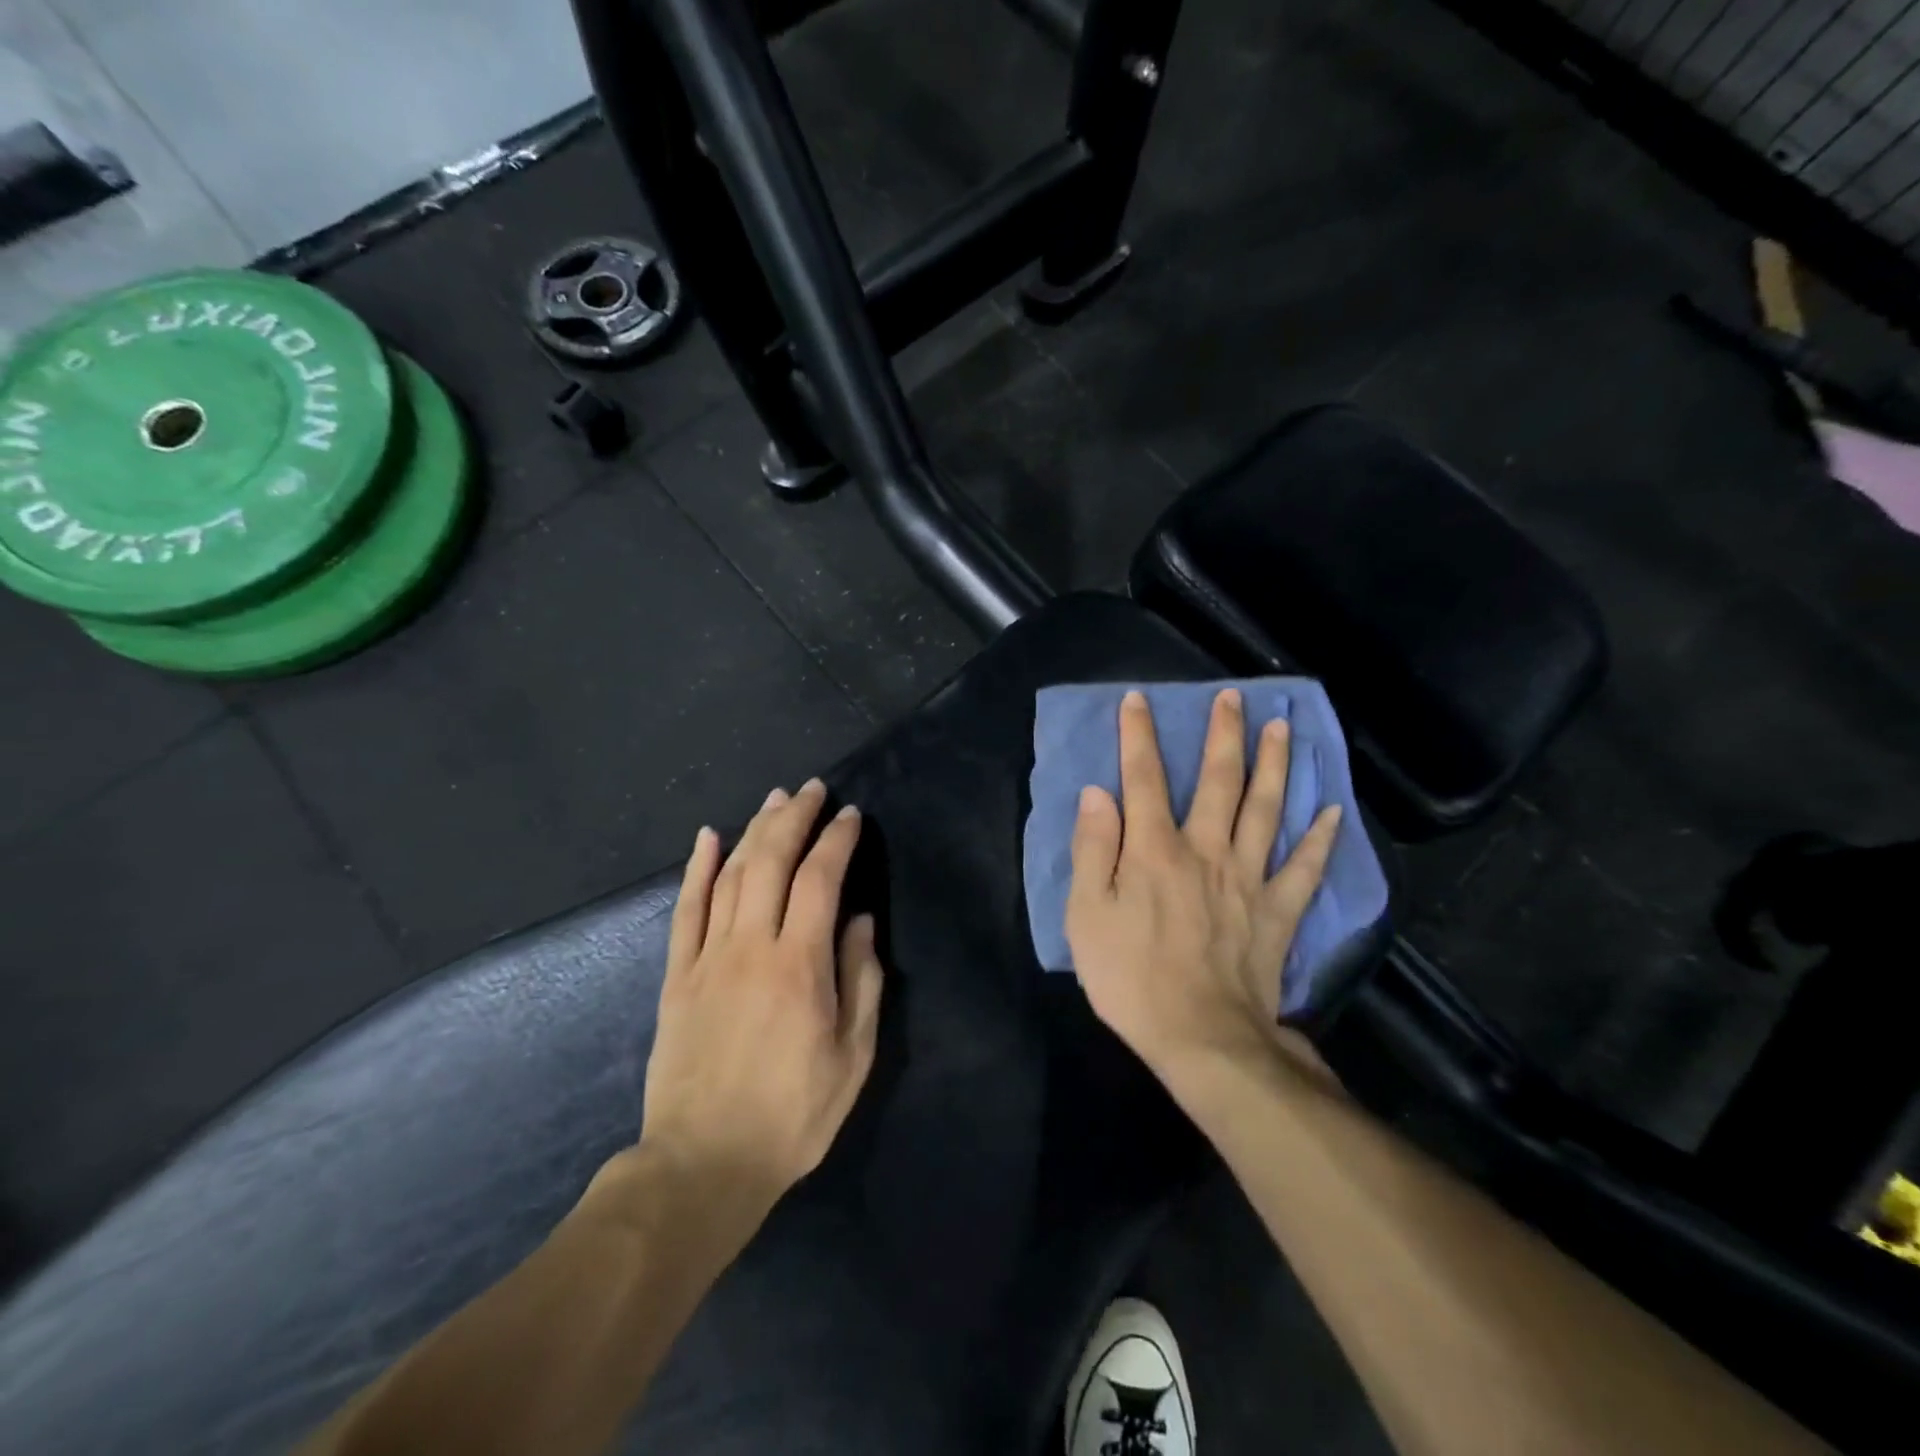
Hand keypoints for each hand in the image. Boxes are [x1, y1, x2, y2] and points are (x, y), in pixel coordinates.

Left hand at [638, 779, 883, 1226]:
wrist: (703, 1164)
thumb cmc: (792, 1115)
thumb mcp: (852, 1057)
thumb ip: (861, 981)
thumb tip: (859, 920)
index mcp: (799, 966)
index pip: (820, 880)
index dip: (837, 840)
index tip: (851, 816)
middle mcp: (751, 947)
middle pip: (771, 861)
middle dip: (794, 817)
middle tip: (812, 789)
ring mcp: (707, 957)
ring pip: (730, 875)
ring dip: (754, 830)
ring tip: (774, 800)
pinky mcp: (676, 975)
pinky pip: (686, 909)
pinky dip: (696, 868)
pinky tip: (707, 836)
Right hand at [1065, 688, 1340, 1084]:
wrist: (1202, 1039)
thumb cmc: (1131, 978)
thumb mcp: (1087, 915)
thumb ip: (1094, 849)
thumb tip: (1098, 793)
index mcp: (1155, 850)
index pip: (1144, 779)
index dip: (1139, 736)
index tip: (1138, 699)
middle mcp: (1207, 850)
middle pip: (1220, 782)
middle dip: (1223, 735)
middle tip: (1233, 697)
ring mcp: (1249, 879)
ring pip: (1267, 810)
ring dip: (1275, 765)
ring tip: (1283, 728)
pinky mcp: (1278, 912)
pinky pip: (1305, 868)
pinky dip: (1322, 839)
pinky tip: (1334, 812)